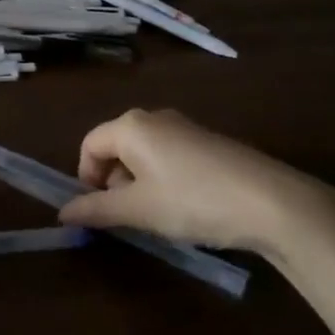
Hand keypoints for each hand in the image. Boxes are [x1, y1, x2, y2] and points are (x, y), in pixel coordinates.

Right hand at [56, 109, 334, 263]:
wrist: (271, 201)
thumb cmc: (192, 201)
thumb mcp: (139, 210)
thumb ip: (96, 209)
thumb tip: (63, 212)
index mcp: (130, 126)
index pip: (89, 144)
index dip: (85, 178)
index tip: (97, 211)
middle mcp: (153, 117)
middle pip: (116, 146)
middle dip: (112, 182)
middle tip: (127, 217)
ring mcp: (184, 127)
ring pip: (144, 153)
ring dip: (138, 183)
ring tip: (158, 217)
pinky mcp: (208, 142)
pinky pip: (169, 156)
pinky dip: (164, 179)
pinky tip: (186, 208)